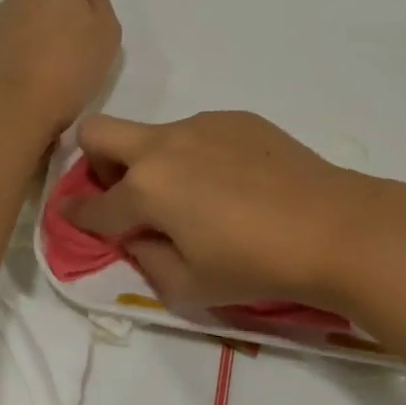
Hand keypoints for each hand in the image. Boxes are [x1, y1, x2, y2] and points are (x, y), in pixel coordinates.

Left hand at [0, 0, 121, 133]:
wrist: (23, 102)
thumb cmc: (75, 64)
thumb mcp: (106, 30)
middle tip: (95, 8)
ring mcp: (12, 3)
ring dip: (58, 1)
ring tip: (72, 28)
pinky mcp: (1, 25)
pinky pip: (29, 11)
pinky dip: (42, 17)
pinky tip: (50, 42)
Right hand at [65, 112, 382, 312]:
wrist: (332, 226)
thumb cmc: (256, 265)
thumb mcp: (190, 286)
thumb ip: (147, 260)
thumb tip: (137, 236)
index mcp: (146, 188)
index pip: (94, 203)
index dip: (76, 216)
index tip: (73, 217)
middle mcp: (164, 145)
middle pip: (98, 131)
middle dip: (95, 161)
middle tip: (124, 194)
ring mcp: (201, 124)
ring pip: (154, 133)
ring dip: (155, 161)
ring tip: (200, 197)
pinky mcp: (236, 117)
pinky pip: (198, 132)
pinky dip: (197, 155)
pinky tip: (235, 183)